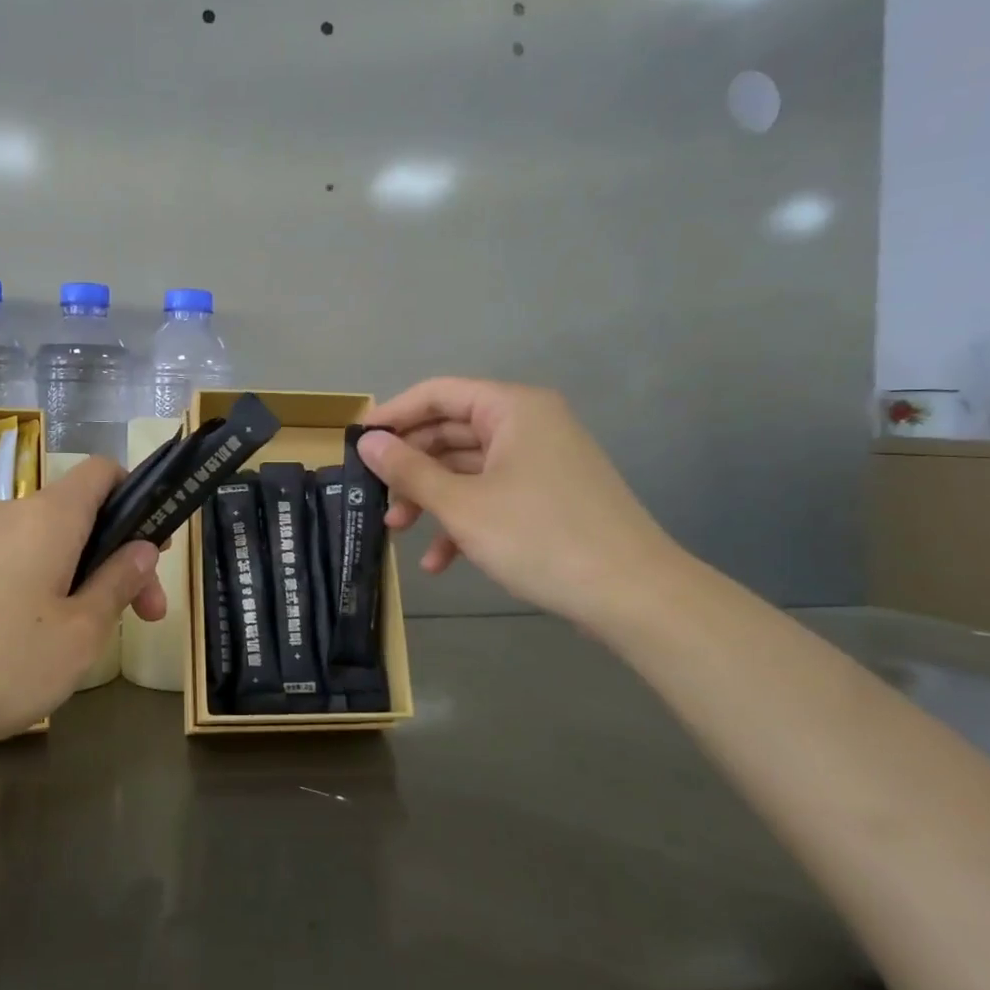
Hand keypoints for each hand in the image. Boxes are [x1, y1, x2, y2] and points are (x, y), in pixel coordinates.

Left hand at [0, 457, 164, 757]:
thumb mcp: (79, 633)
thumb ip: (118, 583)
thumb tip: (143, 548)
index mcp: (51, 515)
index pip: (104, 471)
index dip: (139, 498)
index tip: (154, 551)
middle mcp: (12, 514)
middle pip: (82, 514)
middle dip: (119, 556)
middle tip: (143, 617)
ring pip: (48, 543)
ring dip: (82, 577)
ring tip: (87, 637)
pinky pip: (14, 563)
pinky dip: (42, 588)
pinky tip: (35, 642)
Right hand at [359, 378, 685, 628]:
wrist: (633, 595)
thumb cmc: (540, 537)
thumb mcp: (462, 505)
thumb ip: (409, 470)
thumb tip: (366, 442)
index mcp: (512, 409)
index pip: (438, 394)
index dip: (393, 416)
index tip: (356, 443)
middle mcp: (528, 425)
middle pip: (450, 432)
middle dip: (410, 467)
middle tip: (374, 495)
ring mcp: (541, 463)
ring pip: (468, 468)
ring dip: (431, 498)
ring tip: (397, 531)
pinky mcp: (548, 498)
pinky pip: (492, 496)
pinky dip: (463, 521)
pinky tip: (439, 561)